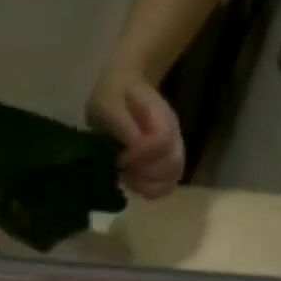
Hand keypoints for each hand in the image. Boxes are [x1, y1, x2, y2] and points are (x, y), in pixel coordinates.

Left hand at [88, 70, 184, 199]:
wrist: (123, 89)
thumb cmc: (113, 97)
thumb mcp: (107, 102)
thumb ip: (120, 122)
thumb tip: (133, 145)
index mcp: (160, 117)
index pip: (161, 142)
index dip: (140, 154)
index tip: (120, 156)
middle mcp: (173, 135)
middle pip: (172, 165)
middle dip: (143, 173)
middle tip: (123, 168)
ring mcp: (172, 151)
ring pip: (171, 179)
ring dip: (146, 185)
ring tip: (128, 176)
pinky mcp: (166, 165)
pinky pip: (165, 187)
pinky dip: (149, 190)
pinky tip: (134, 182)